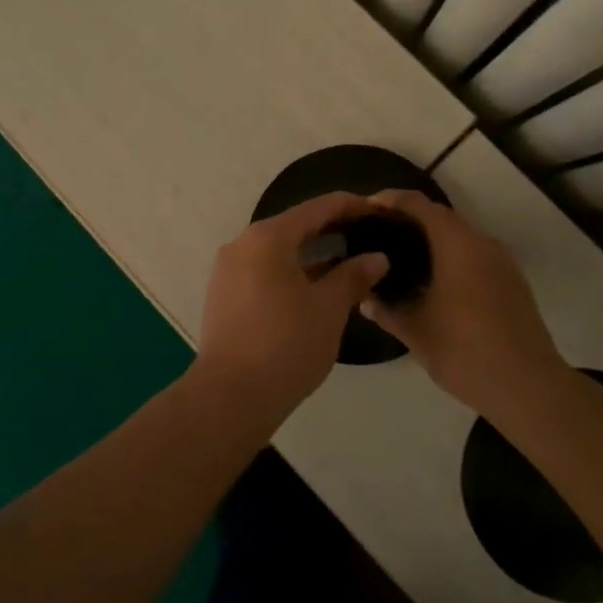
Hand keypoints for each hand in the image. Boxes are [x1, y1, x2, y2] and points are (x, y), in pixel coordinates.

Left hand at [197, 192, 389, 415]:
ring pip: (277, 251)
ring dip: (311, 254)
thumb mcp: (328, 309)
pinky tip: (315, 288)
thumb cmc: (286, 344)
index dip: (350, 206)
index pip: (316, 208)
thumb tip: (377, 258)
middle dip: (331, 229)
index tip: (378, 211)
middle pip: (294, 226)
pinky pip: (263, 270)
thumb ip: (353, 277)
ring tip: (347, 263)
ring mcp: (228, 270)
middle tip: (367, 236)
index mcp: (268, 238)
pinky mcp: (224, 294)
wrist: (230, 396)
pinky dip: (290, 272)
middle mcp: (242, 244)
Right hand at [358, 189, 565, 413]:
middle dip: (410, 220)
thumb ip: (386, 310)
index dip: (392, 200)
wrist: (529, 387)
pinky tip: (433, 283)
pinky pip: (475, 256)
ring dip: (433, 240)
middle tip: (379, 234)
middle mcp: (482, 244)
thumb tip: (365, 299)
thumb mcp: (415, 332)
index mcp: (457, 245)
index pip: (420, 205)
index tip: (367, 207)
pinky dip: (451, 258)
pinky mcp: (512, 282)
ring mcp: (502, 263)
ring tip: (402, 258)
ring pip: (461, 237)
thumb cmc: (465, 351)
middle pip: (442, 217)